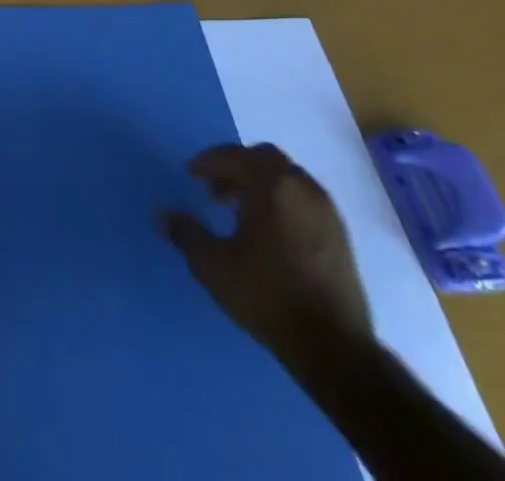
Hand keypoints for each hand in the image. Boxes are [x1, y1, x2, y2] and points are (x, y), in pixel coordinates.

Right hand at [162, 142, 369, 366]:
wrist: (335, 349)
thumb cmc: (268, 297)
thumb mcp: (214, 267)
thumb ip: (186, 234)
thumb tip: (163, 215)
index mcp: (271, 185)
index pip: (234, 156)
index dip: (209, 162)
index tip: (191, 174)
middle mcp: (302, 187)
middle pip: (265, 159)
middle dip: (237, 168)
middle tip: (215, 191)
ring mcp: (326, 211)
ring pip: (287, 179)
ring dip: (261, 186)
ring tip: (240, 213)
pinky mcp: (341, 236)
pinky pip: (304, 200)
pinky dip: (282, 203)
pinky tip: (269, 233)